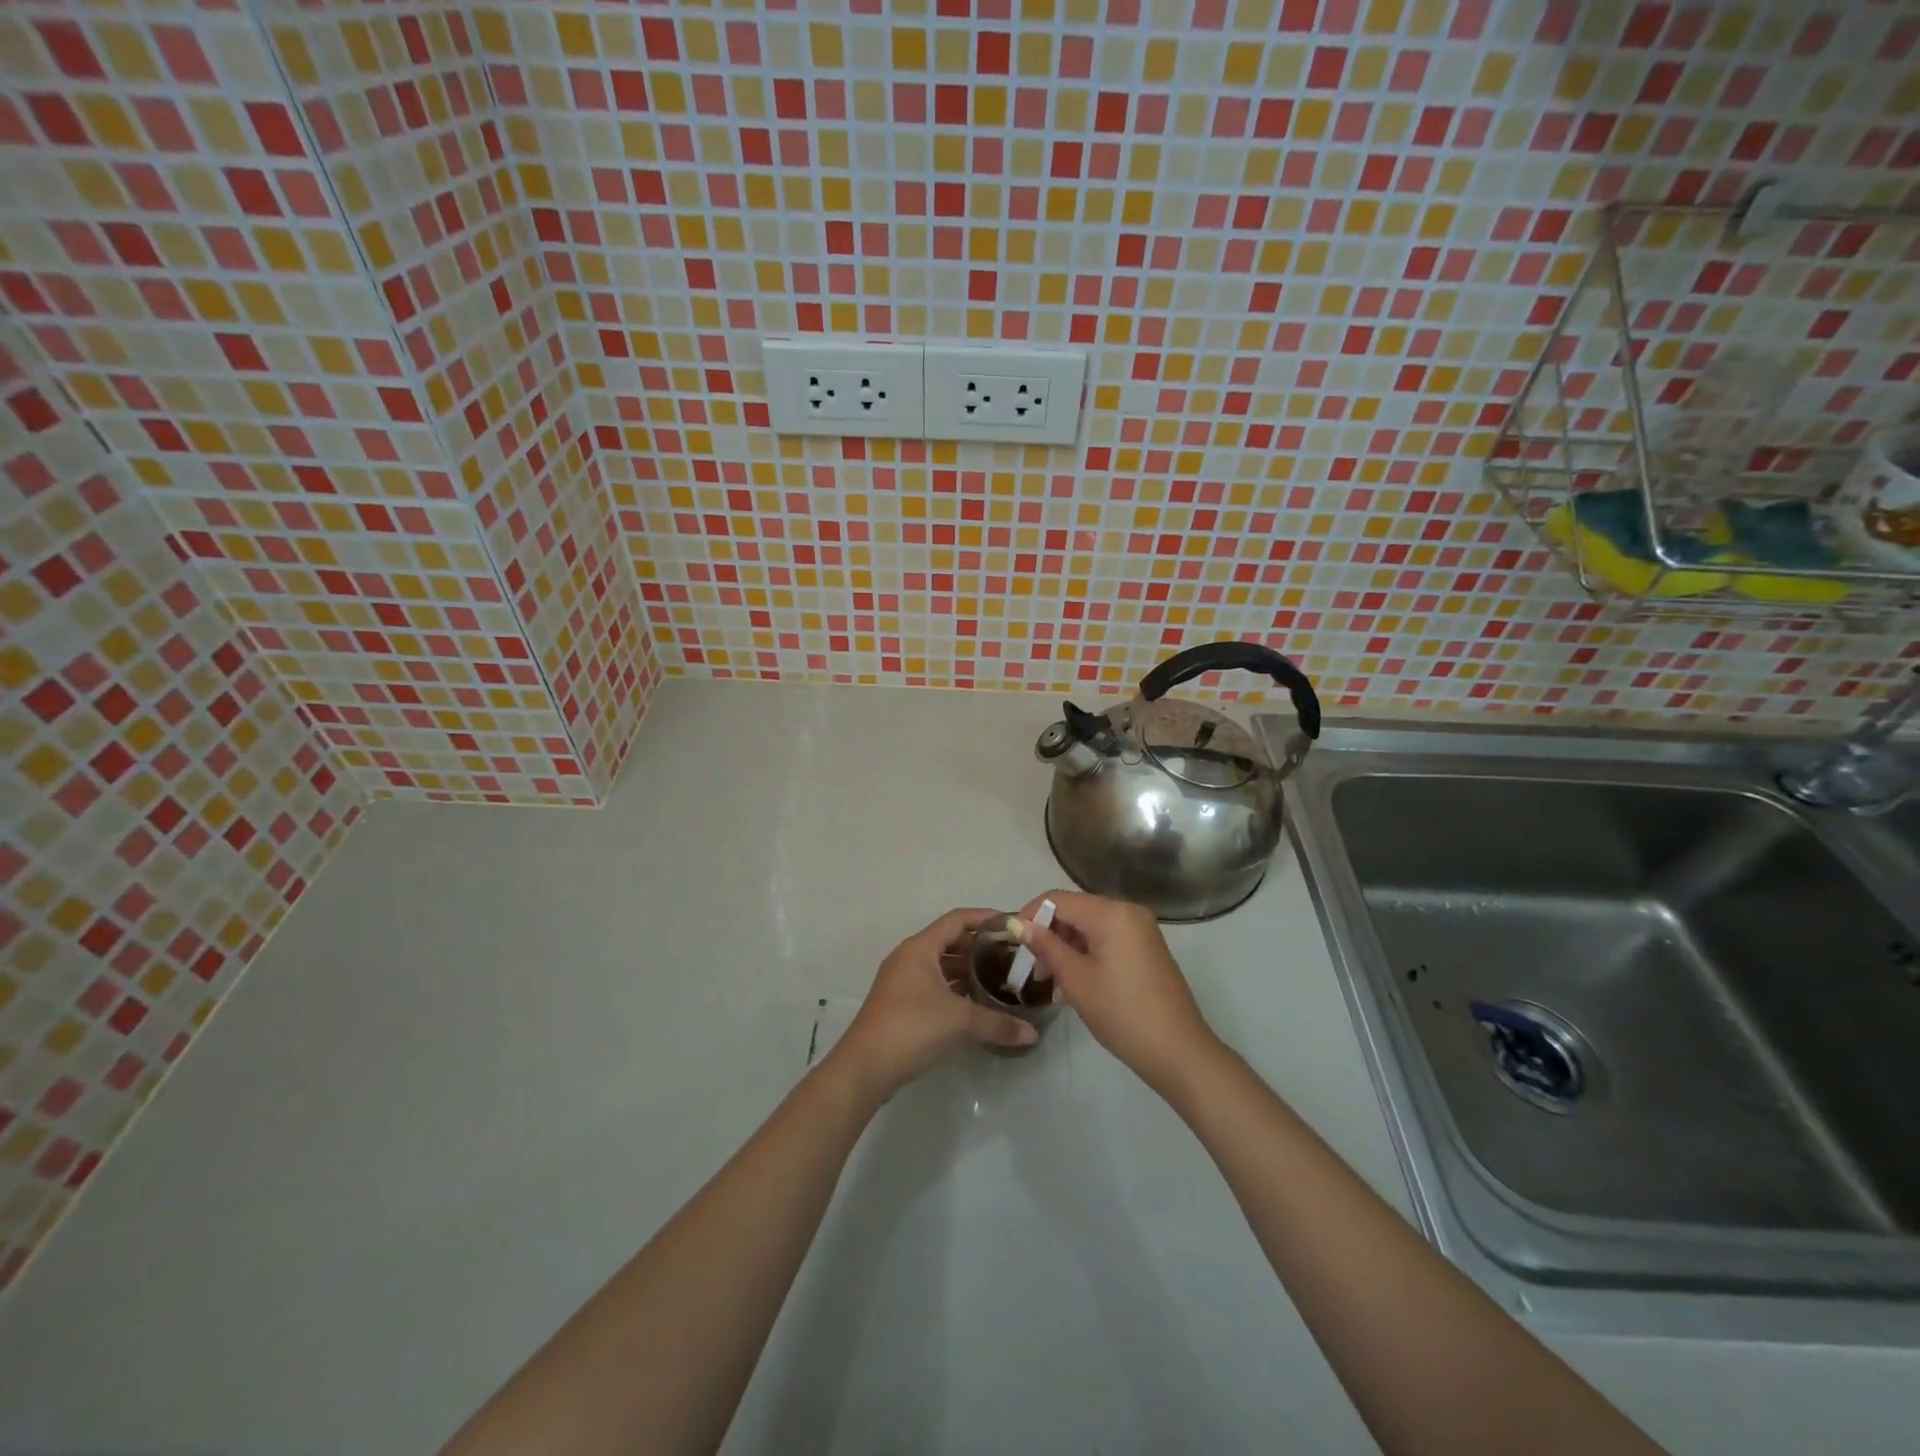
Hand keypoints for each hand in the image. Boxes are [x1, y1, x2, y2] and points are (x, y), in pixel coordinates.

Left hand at [833, 908, 1037, 1099]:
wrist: (864, 1068)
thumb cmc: (911, 1028)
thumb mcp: (959, 1021)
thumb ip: (998, 1023)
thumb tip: (1032, 1033)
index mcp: (920, 948)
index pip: (957, 919)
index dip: (985, 918)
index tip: (1012, 924)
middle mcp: (909, 958)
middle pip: (950, 941)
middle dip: (980, 946)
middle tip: (1011, 955)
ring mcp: (903, 982)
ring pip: (941, 965)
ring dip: (968, 970)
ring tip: (999, 979)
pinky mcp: (902, 1004)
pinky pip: (935, 985)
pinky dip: (956, 989)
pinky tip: (977, 1003)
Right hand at [1016, 891, 1219, 1095]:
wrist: (1179, 1052)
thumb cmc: (1122, 1013)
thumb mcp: (1076, 980)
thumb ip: (1046, 947)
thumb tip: (1018, 925)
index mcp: (1111, 912)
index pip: (1057, 899)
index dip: (1030, 916)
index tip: (1012, 944)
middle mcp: (1128, 911)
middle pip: (1075, 911)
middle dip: (1049, 935)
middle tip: (1033, 971)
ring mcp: (1141, 930)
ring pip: (1090, 927)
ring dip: (1066, 948)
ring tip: (1052, 984)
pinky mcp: (1146, 948)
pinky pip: (1107, 939)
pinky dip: (1087, 954)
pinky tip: (1075, 985)